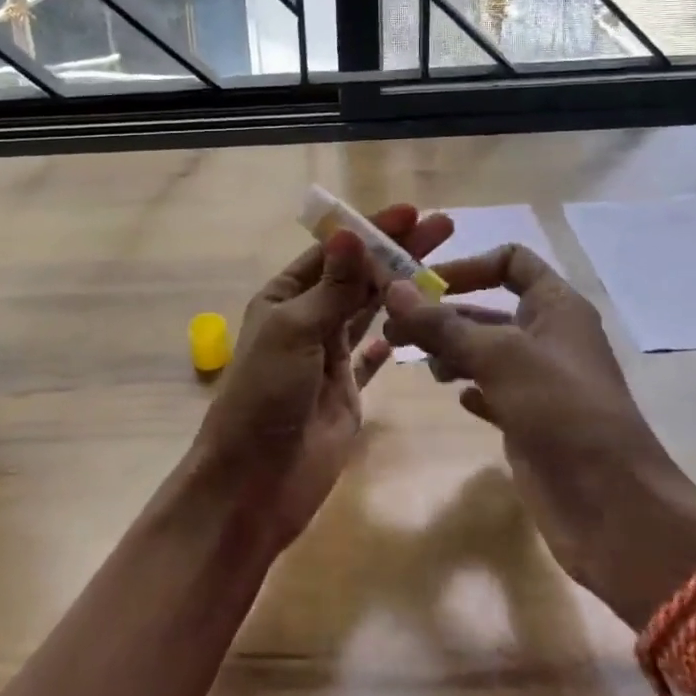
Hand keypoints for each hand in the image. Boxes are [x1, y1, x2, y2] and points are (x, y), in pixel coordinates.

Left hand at [193, 205, 453, 551]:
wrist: (253, 483)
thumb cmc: (265, 395)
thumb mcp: (294, 332)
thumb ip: (331, 288)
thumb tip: (351, 234)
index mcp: (284, 297)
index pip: (333, 251)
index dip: (371, 230)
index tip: (411, 212)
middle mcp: (306, 319)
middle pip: (357, 276)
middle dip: (396, 251)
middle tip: (441, 227)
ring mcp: (328, 356)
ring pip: (369, 311)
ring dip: (400, 287)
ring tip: (441, 264)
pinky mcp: (347, 391)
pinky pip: (372, 359)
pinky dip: (389, 342)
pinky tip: (414, 325)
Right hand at [383, 245, 695, 625]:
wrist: (612, 507)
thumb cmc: (560, 409)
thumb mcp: (498, 356)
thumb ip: (442, 323)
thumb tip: (393, 288)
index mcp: (556, 306)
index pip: (511, 261)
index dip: (468, 266)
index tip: (424, 285)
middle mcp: (549, 336)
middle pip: (488, 308)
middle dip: (442, 313)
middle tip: (393, 328)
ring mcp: (540, 381)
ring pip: (485, 350)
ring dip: (450, 350)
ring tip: (418, 364)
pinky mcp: (531, 420)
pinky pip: (492, 390)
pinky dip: (470, 387)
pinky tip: (454, 396)